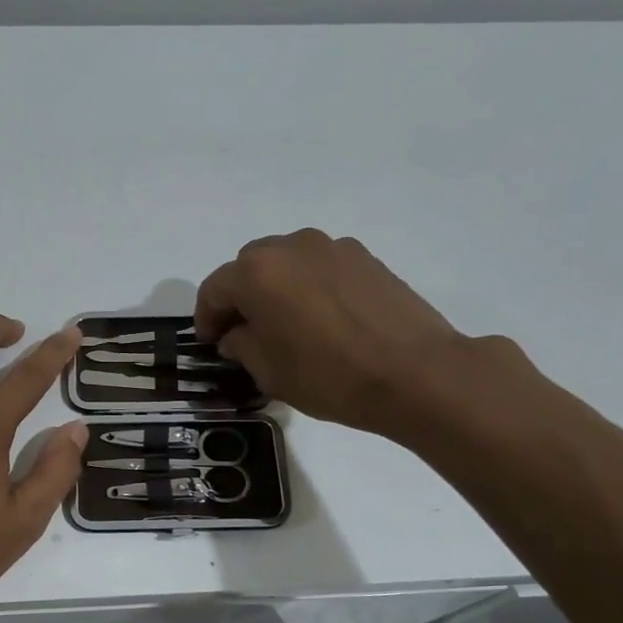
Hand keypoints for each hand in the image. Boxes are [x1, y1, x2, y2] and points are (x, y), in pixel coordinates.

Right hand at [195, 229, 482, 440]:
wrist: (416, 373)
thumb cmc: (329, 375)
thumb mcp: (268, 371)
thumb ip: (241, 345)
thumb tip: (237, 334)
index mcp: (256, 272)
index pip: (214, 289)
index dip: (206, 318)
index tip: (210, 342)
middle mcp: (290, 247)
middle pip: (249, 267)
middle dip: (240, 297)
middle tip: (244, 332)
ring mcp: (332, 247)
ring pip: (287, 263)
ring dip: (276, 288)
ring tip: (286, 323)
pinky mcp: (365, 257)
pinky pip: (320, 267)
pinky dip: (309, 286)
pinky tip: (322, 319)